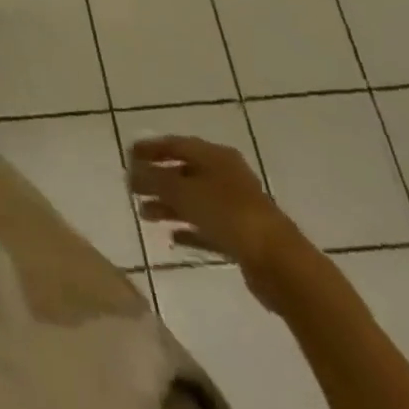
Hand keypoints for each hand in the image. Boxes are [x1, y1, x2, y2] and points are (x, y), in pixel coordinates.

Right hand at [128, 135, 307, 310]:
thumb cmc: (228, 215)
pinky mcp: (241, 237)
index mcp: (215, 157)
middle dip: (157, 179)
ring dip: (168, 205)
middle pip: (184, 172)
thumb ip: (154, 179)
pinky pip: (207, 227)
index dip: (150, 148)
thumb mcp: (183, 191)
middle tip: (132, 187)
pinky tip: (172, 237)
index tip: (127, 155)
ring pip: (194, 201)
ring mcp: (236, 207)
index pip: (176, 144)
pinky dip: (188, 229)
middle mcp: (226, 176)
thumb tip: (132, 171)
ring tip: (144, 214)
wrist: (280, 263)